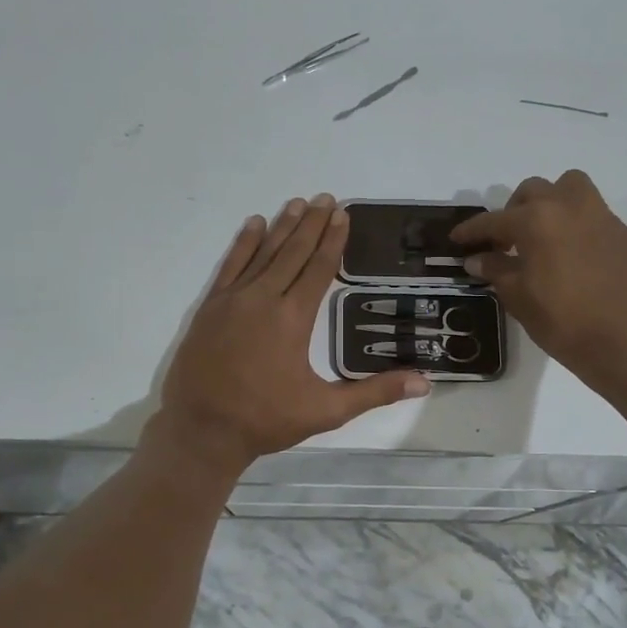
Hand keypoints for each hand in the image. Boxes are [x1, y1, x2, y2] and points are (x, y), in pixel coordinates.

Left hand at [154, 195, 429, 475]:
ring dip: (282, 226)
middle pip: (293, 253)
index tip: (342, 214)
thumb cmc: (266, 420)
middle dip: (311, 224)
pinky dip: (243, 243)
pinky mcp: (210, 307)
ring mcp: (233, 300)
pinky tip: (253, 224)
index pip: (319, 269)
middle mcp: (264, 299)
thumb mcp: (326, 410)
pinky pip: (230, 265)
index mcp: (293, 319)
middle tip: (326, 197)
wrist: (201, 430)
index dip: (332, 240)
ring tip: (297, 202)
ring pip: (263, 253)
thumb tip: (425, 382)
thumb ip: (375, 393)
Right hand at [451, 170, 626, 385]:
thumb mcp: (518, 297)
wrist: (624, 341)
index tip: (458, 238)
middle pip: (533, 191)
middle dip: (513, 210)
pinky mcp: (624, 234)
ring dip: (551, 201)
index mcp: (536, 220)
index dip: (472, 230)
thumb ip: (495, 270)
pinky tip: (574, 255)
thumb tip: (478, 259)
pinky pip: (594, 215)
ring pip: (570, 188)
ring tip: (544, 232)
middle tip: (506, 240)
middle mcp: (568, 206)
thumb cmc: (562, 320)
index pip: (494, 220)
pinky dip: (578, 225)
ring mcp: (601, 217)